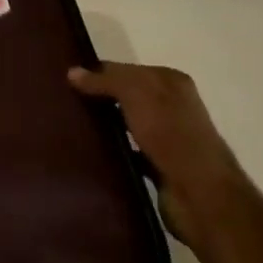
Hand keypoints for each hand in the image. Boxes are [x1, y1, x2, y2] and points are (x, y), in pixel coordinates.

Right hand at [69, 62, 250, 244]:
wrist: (199, 193)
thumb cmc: (170, 134)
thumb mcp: (136, 94)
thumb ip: (105, 81)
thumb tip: (72, 72)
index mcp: (171, 81)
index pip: (126, 69)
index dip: (98, 73)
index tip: (66, 81)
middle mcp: (172, 106)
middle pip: (126, 95)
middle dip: (99, 98)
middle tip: (63, 104)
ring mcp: (167, 137)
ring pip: (126, 123)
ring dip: (104, 125)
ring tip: (70, 127)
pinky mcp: (159, 166)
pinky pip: (128, 151)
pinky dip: (113, 151)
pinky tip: (90, 152)